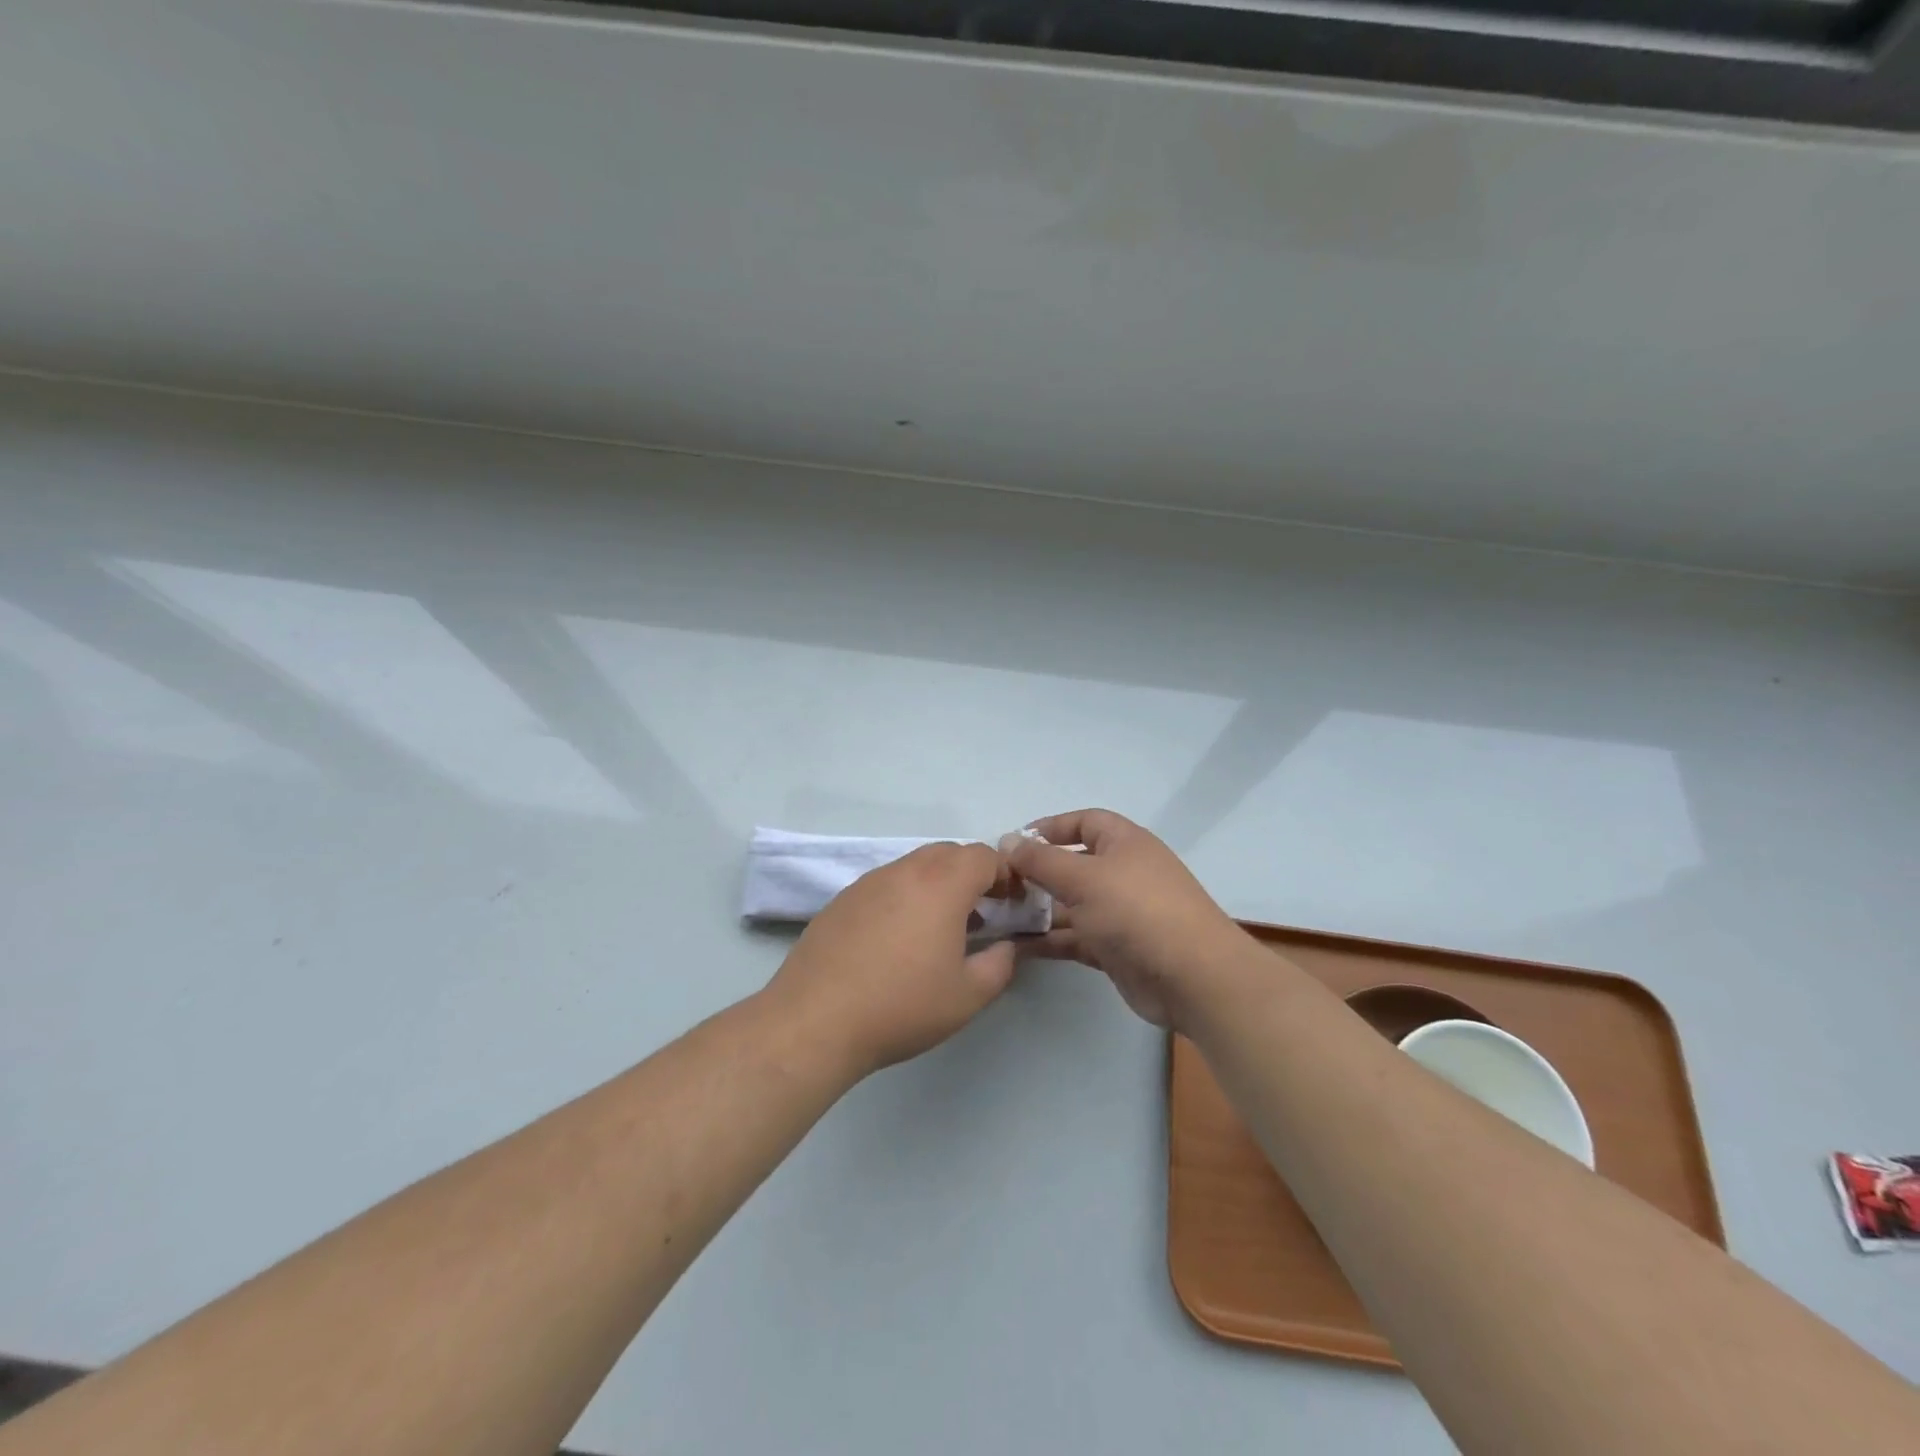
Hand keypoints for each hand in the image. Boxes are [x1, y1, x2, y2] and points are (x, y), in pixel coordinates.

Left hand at [764, 842, 1017, 1077]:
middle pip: (948, 853)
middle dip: (972, 875)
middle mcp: (904, 871)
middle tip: (982, 913)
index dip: (1005, 874)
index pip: (983, 855)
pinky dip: (905, 897)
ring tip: (940, 929)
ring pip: (914, 866)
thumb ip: (1000, 964)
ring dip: (937, 885)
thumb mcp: (967, 996)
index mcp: (941, 884)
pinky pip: (886, 884)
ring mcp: (868, 882)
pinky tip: (898, 940)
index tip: (1011, 903)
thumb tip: (1006, 946)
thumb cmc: (901, 1006)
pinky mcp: (842, 900)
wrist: (815, 1020)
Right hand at [1006, 809, 1245, 1030]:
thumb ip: (1041, 860)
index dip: (1050, 827)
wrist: (1192, 977)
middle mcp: (1123, 873)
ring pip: (1071, 904)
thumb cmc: (1137, 911)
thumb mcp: (1083, 878)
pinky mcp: (1116, 949)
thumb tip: (1008, 839)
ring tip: (997, 919)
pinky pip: (1075, 937)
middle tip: (998, 885)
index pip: (1084, 822)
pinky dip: (1049, 940)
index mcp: (1124, 843)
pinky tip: (1016, 947)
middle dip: (1036, 873)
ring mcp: (1121, 913)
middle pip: (1073, 864)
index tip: (1014, 842)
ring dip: (1038, 910)